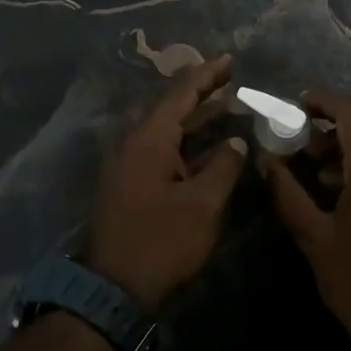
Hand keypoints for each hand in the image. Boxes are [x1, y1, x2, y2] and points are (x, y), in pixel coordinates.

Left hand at [85, 55, 248, 312]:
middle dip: (202, 94)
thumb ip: (224, 166)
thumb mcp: (203, 204)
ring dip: (196, 119)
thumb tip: (236, 140)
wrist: (113, 290)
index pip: (181, 93)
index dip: (207, 75)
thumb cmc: (161, 242)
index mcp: (149, 138)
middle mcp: (134, 142)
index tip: (230, 59)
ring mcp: (129, 163)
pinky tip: (210, 146)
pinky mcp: (130, 183)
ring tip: (229, 107)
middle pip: (171, 107)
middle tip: (233, 81)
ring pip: (166, 129)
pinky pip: (161, 149)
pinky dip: (186, 142)